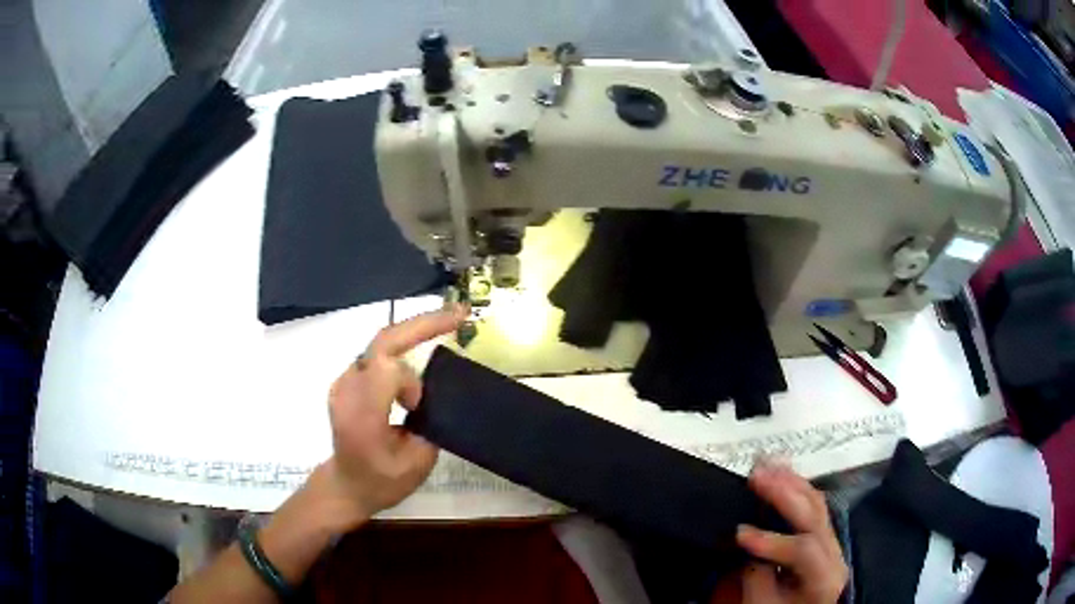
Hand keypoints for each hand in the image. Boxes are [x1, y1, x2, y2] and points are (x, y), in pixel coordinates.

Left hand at [318, 306, 466, 525]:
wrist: (347, 484)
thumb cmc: (383, 481)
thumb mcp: (416, 463)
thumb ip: (428, 424)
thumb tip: (435, 393)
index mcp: (362, 417)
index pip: (385, 371)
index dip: (410, 381)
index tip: (417, 407)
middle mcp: (347, 391)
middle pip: (383, 342)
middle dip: (422, 324)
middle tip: (460, 314)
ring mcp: (344, 381)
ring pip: (381, 343)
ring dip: (415, 331)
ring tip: (449, 321)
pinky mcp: (348, 378)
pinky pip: (378, 353)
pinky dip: (404, 344)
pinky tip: (424, 338)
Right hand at [736, 461, 847, 603]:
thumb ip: (756, 576)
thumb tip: (748, 545)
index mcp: (824, 576)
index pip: (803, 550)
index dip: (772, 540)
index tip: (738, 533)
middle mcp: (834, 551)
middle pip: (815, 515)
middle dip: (784, 494)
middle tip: (755, 476)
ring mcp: (832, 538)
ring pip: (816, 502)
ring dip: (789, 482)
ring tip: (765, 465)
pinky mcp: (823, 531)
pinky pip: (813, 503)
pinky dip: (795, 486)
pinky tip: (780, 473)